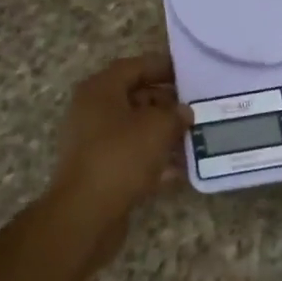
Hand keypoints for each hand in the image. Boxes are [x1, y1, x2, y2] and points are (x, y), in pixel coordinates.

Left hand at [50, 53, 192, 225]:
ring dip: (163, 132)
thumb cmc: (120, 157)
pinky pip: (131, 155)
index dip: (162, 67)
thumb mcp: (156, 127)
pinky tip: (180, 169)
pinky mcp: (99, 170)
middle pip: (134, 97)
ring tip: (193, 137)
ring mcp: (93, 142)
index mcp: (100, 90)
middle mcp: (92, 111)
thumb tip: (183, 112)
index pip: (134, 67)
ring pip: (134, 128)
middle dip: (166, 103)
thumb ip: (175, 114)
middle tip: (195, 109)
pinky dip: (153, 158)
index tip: (189, 74)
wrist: (85, 213)